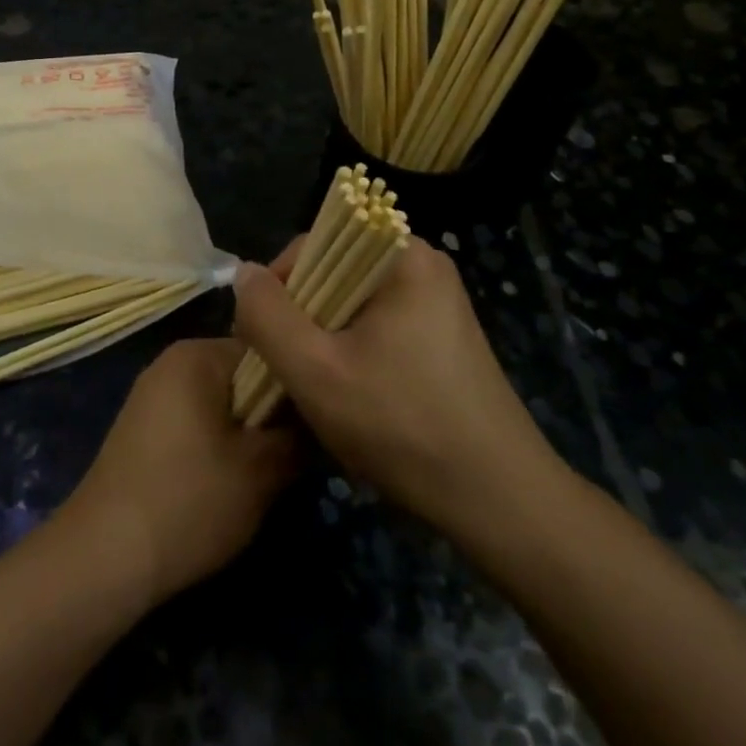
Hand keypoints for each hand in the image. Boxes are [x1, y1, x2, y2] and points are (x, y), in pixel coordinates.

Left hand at [58, 338, 297, 608]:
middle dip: (271, 410)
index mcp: (197, 355)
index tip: (320, 417)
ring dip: (246, 429)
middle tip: (300, 449)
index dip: (297, 382)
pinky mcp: (142, 428)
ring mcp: (152, 394)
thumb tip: (320, 418)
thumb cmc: (189, 501)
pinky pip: (195, 419)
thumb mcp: (260, 472)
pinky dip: (217, 441)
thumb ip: (298, 437)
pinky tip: (230, 479)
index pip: (265, 348)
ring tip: (271, 468)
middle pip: (241, 374)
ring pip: (220, 400)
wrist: (104, 555)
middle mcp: (171, 362)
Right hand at [232, 239, 566, 535]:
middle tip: (289, 371)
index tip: (263, 339)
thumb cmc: (403, 426)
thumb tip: (244, 274)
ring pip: (352, 305)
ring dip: (324, 340)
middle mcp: (423, 265)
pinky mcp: (443, 337)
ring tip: (317, 389)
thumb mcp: (315, 371)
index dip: (278, 287)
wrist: (501, 501)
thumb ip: (267, 316)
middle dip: (301, 319)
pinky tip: (352, 397)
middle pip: (333, 273)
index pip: (314, 244)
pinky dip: (354, 353)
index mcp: (401, 256)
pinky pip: (378, 327)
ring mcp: (438, 302)